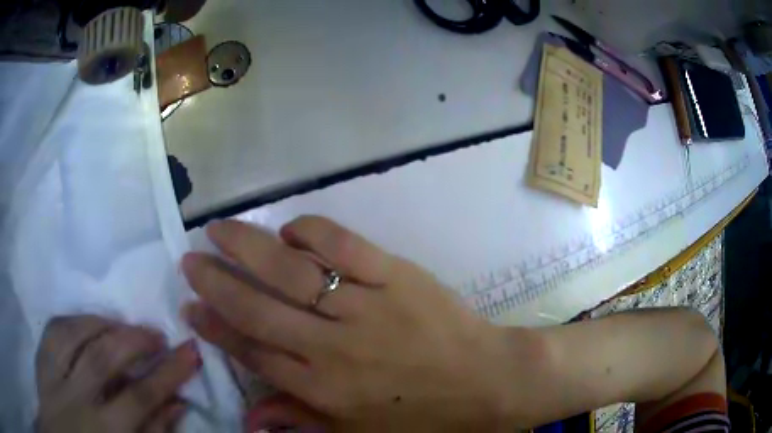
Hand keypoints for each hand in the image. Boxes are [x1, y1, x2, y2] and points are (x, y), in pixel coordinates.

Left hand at [35, 315, 200, 432]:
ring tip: (124, 326)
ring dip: (104, 324)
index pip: (141, 396)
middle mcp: (76, 400)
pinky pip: (55, 329)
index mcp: (105, 432)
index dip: (169, 372)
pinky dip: (75, 320)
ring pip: (75, 334)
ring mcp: (53, 377)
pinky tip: (89, 323)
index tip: (191, 350)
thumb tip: (177, 403)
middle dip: (134, 340)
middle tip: (157, 334)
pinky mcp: (40, 362)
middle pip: (104, 357)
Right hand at [181, 217, 528, 430]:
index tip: (189, 305)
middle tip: (189, 259)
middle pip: (257, 308)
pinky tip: (291, 229)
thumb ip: (302, 422)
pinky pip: (344, 246)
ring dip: (248, 247)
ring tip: (219, 230)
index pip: (252, 351)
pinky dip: (312, 232)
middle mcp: (333, 347)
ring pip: (291, 271)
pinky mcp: (397, 276)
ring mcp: (365, 307)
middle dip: (216, 282)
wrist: (487, 382)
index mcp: (323, 388)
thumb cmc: (424, 416)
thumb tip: (249, 420)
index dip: (215, 328)